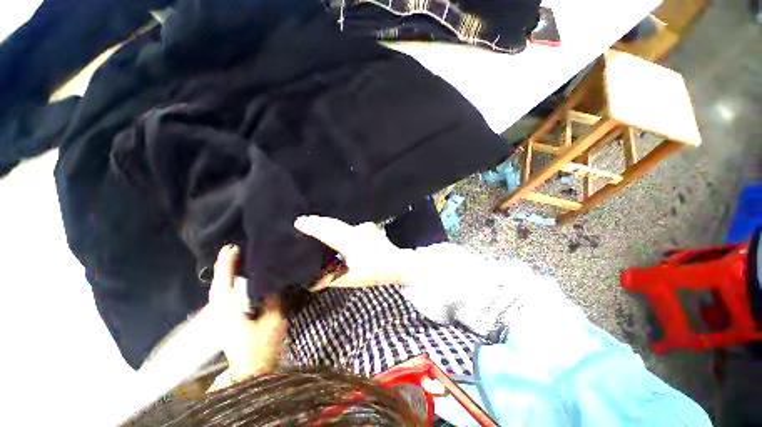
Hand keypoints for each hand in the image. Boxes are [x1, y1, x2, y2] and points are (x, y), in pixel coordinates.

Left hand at [208, 245, 285, 383]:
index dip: (227, 264)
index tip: (232, 247)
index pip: (224, 283)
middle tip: (232, 249)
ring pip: (218, 291)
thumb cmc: (262, 347)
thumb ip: (272, 299)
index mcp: (230, 311)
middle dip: (222, 266)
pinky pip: (222, 297)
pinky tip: (234, 281)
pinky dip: (225, 284)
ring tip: (233, 260)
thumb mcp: (273, 320)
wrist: (251, 372)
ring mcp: (220, 318)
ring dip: (223, 274)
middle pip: (217, 285)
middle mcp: (220, 312)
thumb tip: (272, 283)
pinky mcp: (225, 321)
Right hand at [294, 215, 405, 290]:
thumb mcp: (352, 279)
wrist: (398, 263)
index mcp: (350, 242)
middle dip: (318, 221)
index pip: (327, 232)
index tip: (299, 222)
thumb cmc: (376, 272)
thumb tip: (314, 283)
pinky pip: (351, 227)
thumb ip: (332, 280)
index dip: (312, 227)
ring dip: (329, 223)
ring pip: (343, 224)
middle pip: (333, 224)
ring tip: (317, 222)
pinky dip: (342, 228)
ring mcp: (365, 228)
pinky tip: (338, 229)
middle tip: (304, 219)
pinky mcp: (370, 228)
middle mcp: (356, 231)